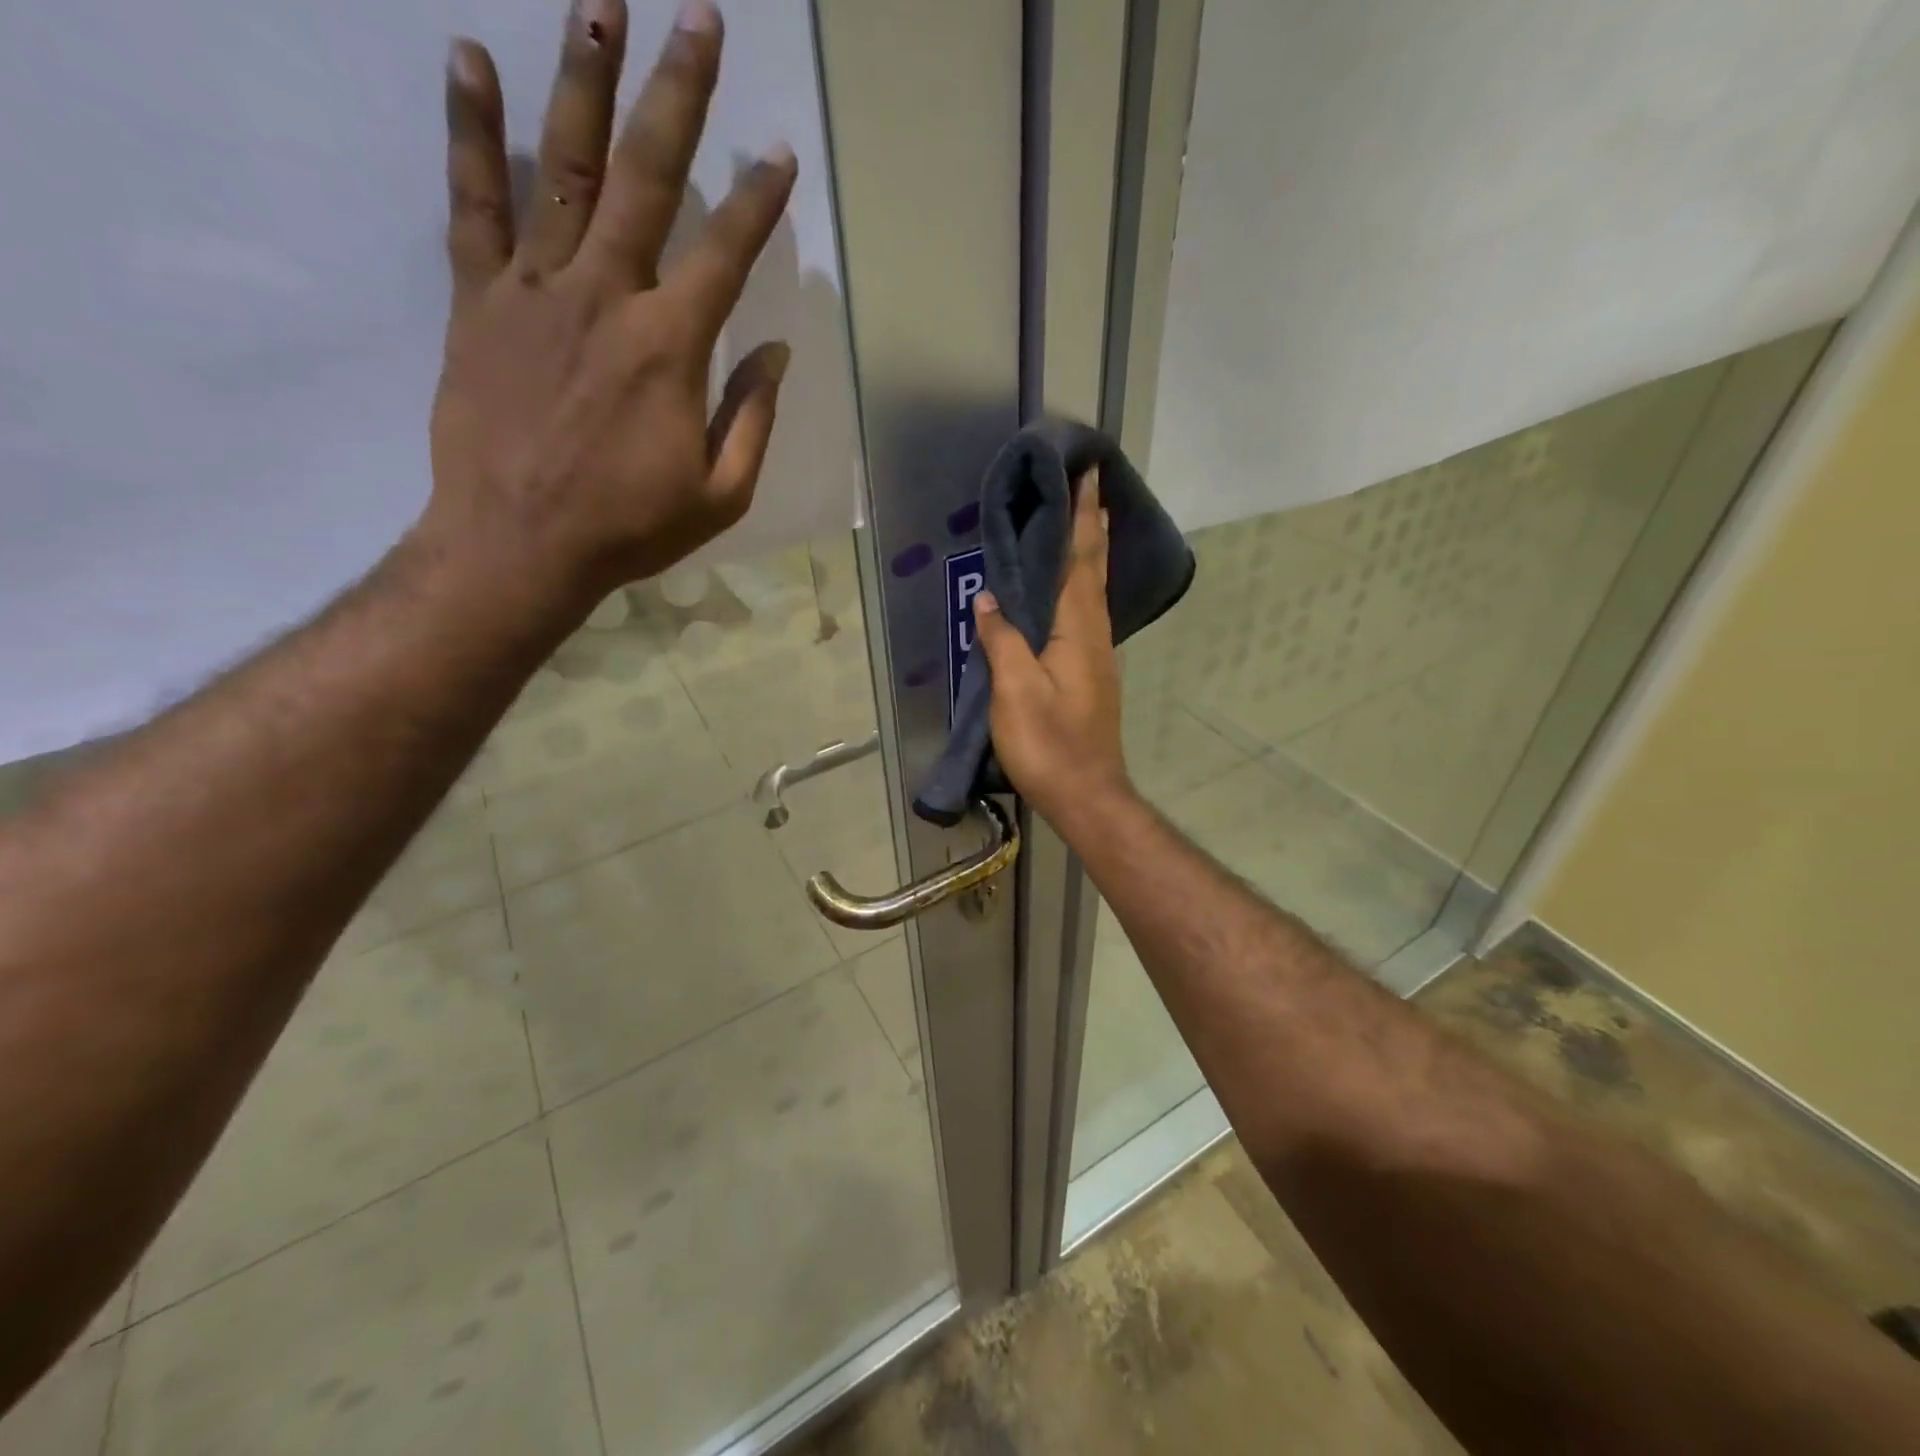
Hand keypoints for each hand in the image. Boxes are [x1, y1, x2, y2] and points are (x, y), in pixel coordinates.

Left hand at [423, 0, 794, 613]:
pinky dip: (471, 130)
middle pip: (648, 177)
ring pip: (563, 167)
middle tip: (698, 16)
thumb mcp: (720, 494)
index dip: (759, 202)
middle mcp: (607, 296)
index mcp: (671, 347)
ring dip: (584, 79)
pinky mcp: (479, 300)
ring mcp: (536, 289)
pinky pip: (473, 203)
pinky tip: (471, 59)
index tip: (780, 153)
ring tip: (599, 0)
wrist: (519, 546)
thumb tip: (776, 356)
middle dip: (678, 94)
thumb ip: (752, 420)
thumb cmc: (630, 527)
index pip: (726, 254)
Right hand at [971, 471, 1134, 826]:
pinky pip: (1084, 616)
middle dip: (1092, 527)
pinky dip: (1078, 588)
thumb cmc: (1048, 744)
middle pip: (1094, 571)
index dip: (1084, 517)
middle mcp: (1095, 636)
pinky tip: (1068, 591)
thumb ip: (1003, 640)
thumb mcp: (1016, 691)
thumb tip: (989, 597)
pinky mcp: (1089, 676)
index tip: (1088, 475)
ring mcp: (1096, 657)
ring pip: (1092, 593)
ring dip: (1088, 555)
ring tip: (1081, 525)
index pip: (1082, 560)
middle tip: (1089, 488)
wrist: (1086, 795)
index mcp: (1079, 631)